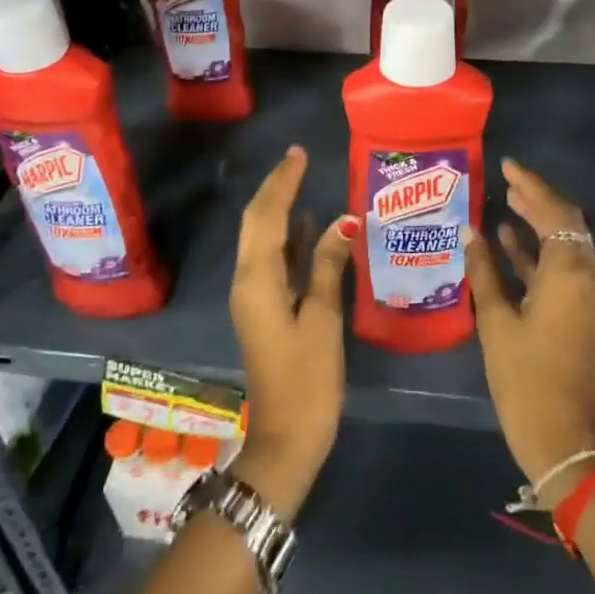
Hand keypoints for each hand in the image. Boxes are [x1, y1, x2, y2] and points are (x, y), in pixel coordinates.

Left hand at [228, 146, 352, 520]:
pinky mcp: (266, 308)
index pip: (268, 216)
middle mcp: (249, 280)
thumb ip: (330, 267)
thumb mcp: (323, 321)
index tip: (300, 153)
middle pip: (258, 222)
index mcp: (258, 280)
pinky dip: (290, 237)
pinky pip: (275, 259)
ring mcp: (255, 295)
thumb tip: (345, 221)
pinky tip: (311, 226)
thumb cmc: (307, 381)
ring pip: (264, 239)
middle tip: (300, 159)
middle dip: (276, 188)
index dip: (283, 182)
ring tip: (303, 179)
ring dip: (281, 208)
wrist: (286, 440)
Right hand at [467, 158, 594, 504]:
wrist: (563, 438)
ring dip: (540, 223)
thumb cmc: (525, 377)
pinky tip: (509, 240)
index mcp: (572, 272)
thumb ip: (483, 270)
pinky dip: (542, 252)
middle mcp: (591, 276)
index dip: (530, 185)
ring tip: (507, 201)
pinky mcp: (588, 312)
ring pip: (568, 243)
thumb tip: (470, 231)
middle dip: (537, 199)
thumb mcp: (496, 320)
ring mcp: (593, 295)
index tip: (506, 165)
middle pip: (567, 222)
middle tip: (506, 180)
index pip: (554, 211)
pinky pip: (566, 268)